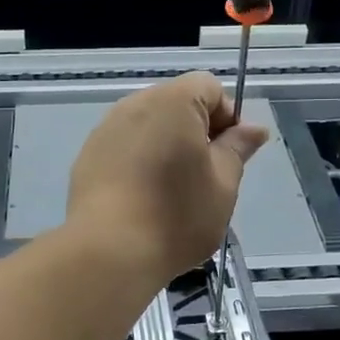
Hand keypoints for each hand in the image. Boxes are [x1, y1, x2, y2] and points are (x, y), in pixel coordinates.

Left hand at [66, 72, 268, 282]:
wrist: (109, 251)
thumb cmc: (177, 215)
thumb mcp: (223, 184)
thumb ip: (237, 149)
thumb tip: (252, 129)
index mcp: (174, 101)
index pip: (209, 88)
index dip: (227, 117)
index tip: (230, 155)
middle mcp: (135, 104)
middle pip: (176, 104)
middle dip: (196, 132)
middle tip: (206, 177)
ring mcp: (106, 129)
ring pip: (148, 126)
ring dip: (166, 147)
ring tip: (172, 191)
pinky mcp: (87, 156)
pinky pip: (124, 147)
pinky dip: (139, 162)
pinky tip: (142, 199)